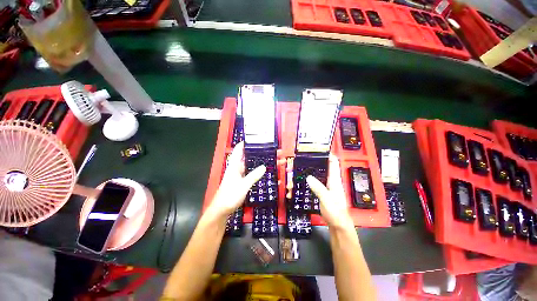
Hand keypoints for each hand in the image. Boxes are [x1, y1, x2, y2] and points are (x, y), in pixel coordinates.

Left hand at [208, 142, 265, 217]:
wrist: (222, 210)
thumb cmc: (230, 196)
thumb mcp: (243, 185)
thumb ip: (253, 176)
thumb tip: (264, 166)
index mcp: (234, 165)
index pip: (239, 150)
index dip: (245, 143)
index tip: (255, 139)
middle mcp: (236, 168)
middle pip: (246, 156)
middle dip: (255, 152)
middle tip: (267, 149)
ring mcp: (238, 175)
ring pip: (248, 165)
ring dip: (256, 161)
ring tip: (268, 158)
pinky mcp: (241, 181)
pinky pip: (250, 172)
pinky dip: (256, 170)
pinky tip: (263, 171)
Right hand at [306, 155, 353, 229]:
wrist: (338, 225)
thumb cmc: (335, 212)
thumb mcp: (327, 199)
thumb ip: (318, 188)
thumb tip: (309, 176)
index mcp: (335, 180)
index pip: (333, 163)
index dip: (328, 154)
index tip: (319, 149)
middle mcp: (332, 181)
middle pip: (325, 167)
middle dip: (316, 161)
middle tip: (305, 157)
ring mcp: (328, 186)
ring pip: (320, 174)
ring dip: (313, 169)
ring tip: (303, 166)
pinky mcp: (324, 191)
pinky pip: (317, 181)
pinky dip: (311, 178)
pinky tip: (304, 179)